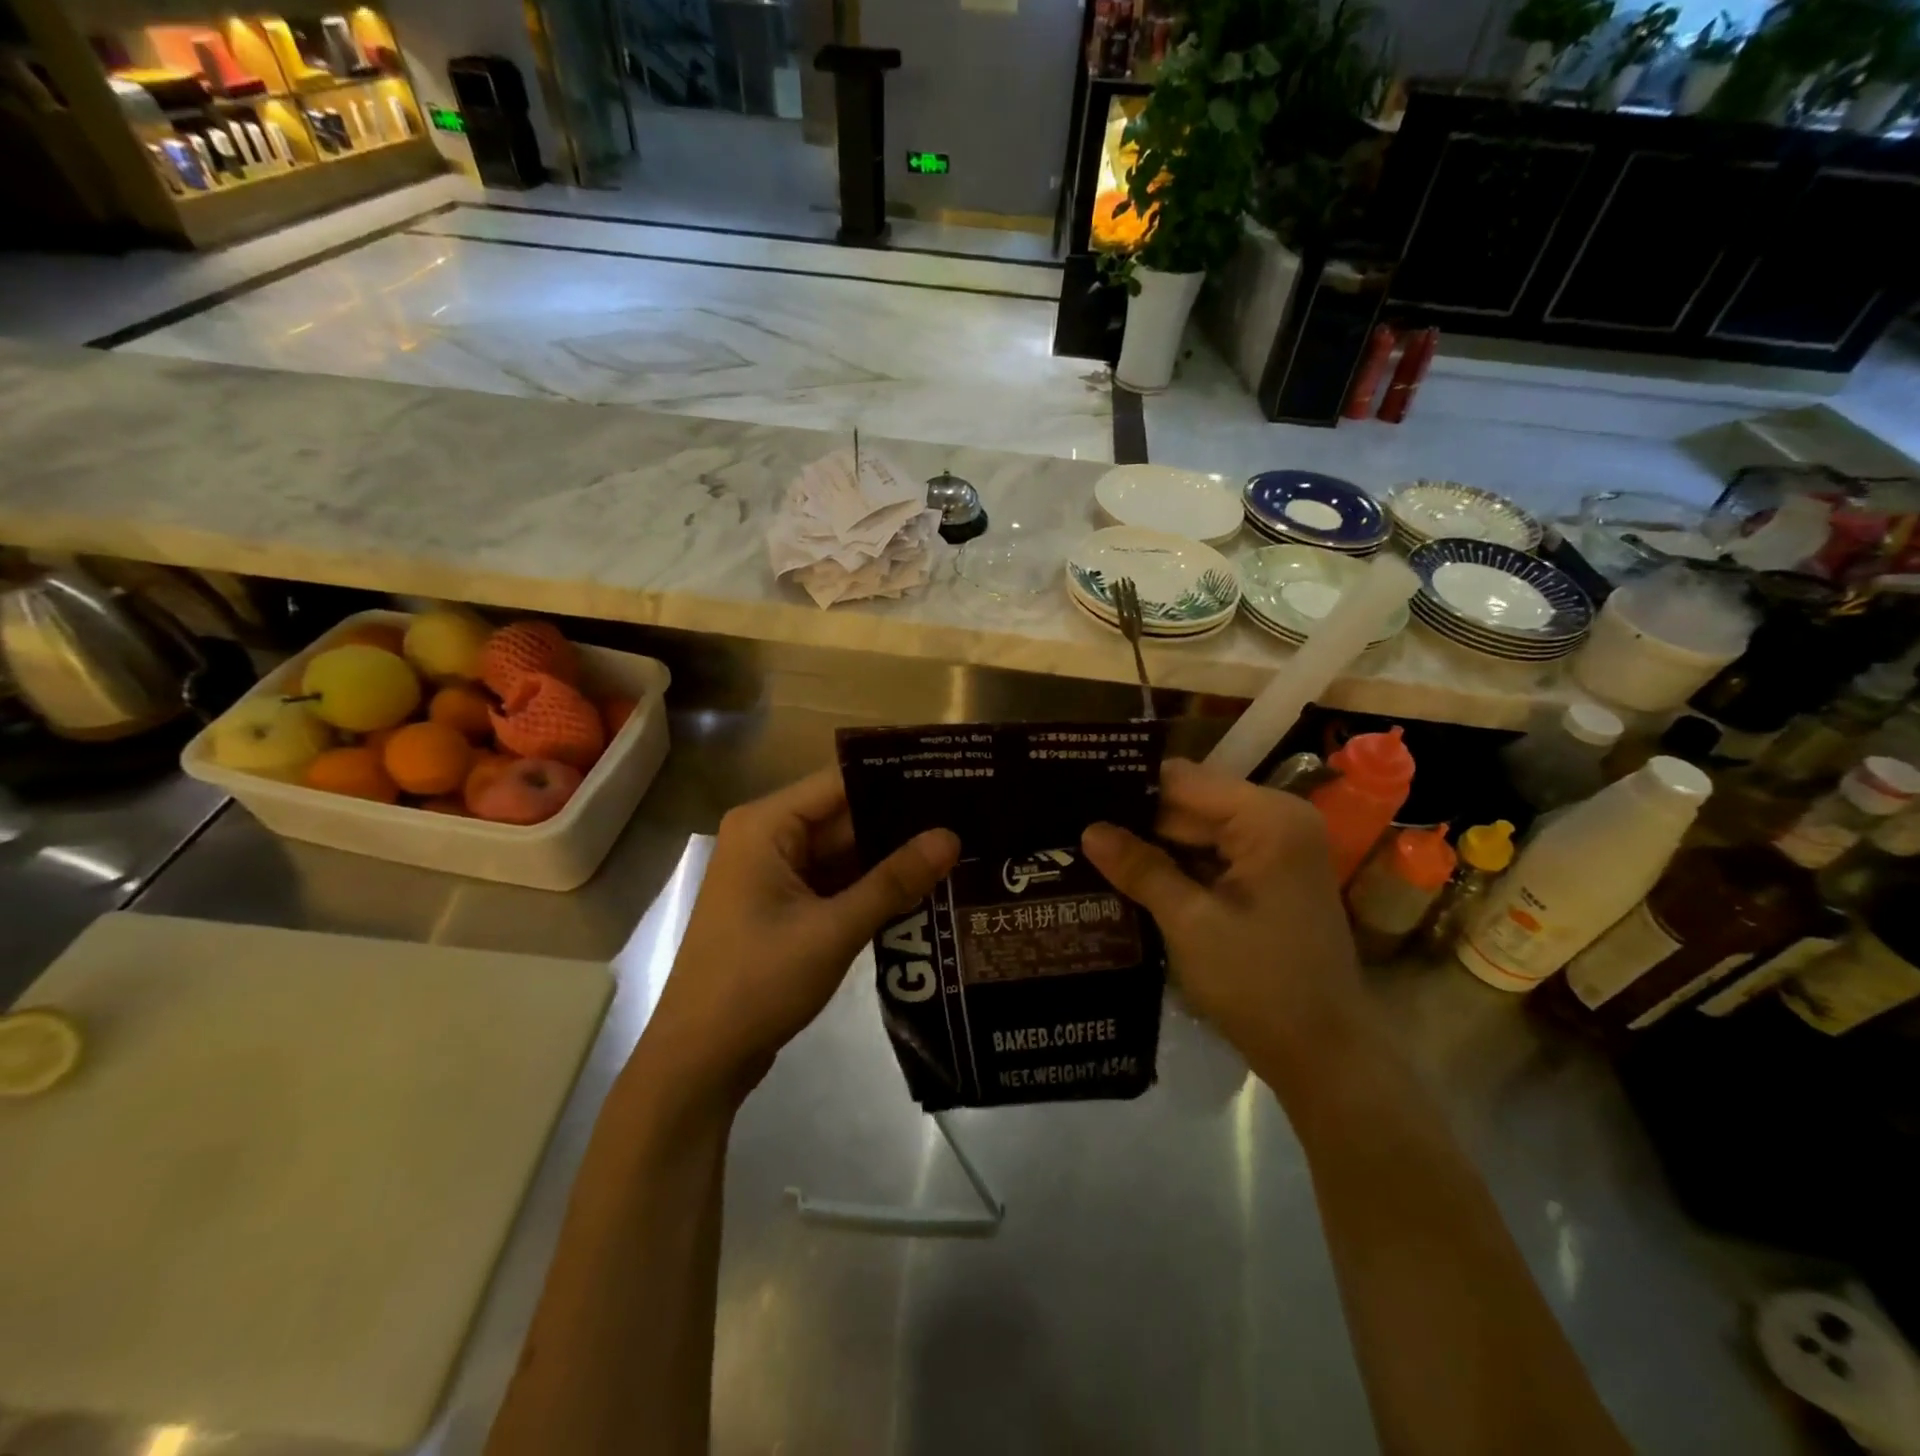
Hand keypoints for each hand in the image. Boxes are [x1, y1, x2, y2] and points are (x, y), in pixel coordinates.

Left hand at [636, 767, 959, 1106]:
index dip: (897, 779)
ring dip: (890, 857)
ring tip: (957, 849)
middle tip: (968, 819)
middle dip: (901, 823)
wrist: (698, 1061)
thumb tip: (951, 837)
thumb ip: (894, 881)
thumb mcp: (834, 930)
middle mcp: (767, 837)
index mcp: (766, 825)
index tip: (953, 778)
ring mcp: (774, 873)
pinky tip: (921, 887)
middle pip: (845, 817)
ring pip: (843, 852)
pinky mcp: (783, 906)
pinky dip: (870, 887)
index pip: (842, 783)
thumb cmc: (757, 984)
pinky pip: (834, 881)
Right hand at [1081, 758, 1368, 1095]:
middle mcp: (1278, 820)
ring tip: (1089, 846)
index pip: (1183, 781)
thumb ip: (1140, 869)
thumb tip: (1088, 830)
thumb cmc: (1260, 984)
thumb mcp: (1190, 923)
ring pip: (1198, 831)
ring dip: (1153, 844)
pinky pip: (1213, 855)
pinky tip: (1129, 873)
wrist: (1324, 1056)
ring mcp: (1277, 850)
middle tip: (1075, 826)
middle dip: (1137, 819)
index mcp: (1268, 818)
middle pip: (1191, 803)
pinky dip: (1177, 865)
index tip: (1077, 795)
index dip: (1130, 789)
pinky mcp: (1270, 877)